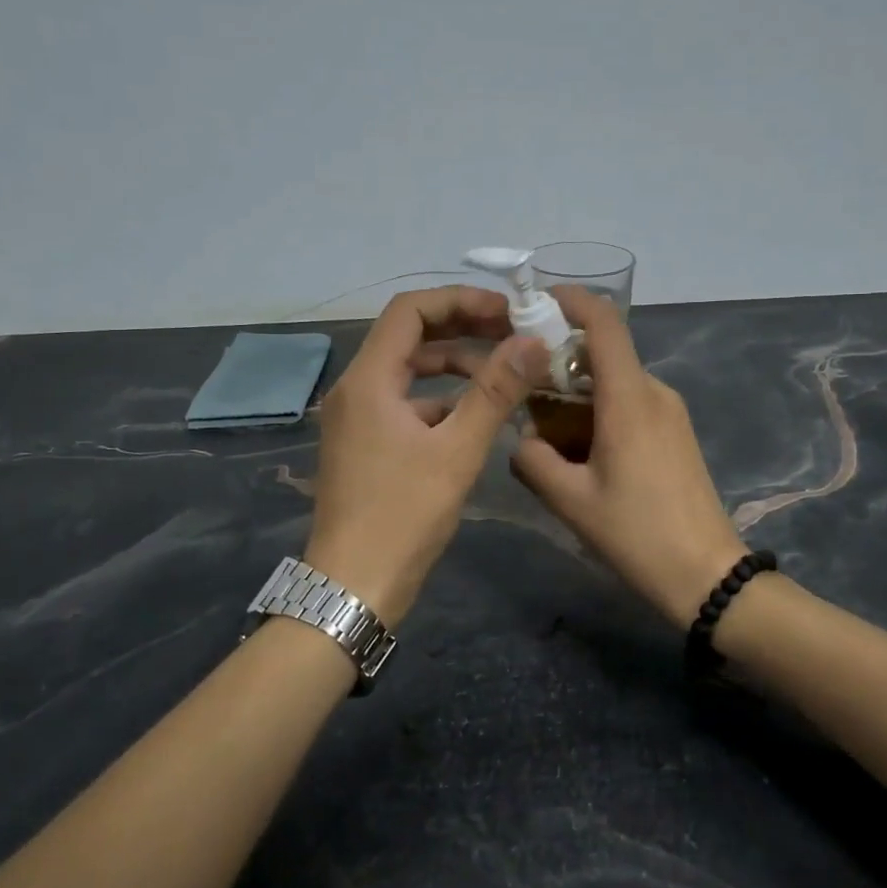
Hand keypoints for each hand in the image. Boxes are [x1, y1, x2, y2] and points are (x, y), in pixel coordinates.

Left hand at [305, 287, 547, 627]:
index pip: (410, 310)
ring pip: (410, 371)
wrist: (353, 586)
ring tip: (505, 375)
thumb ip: (495, 391)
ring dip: (456, 366)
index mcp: (368, 379)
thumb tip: (533, 342)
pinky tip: (478, 416)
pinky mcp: (366, 443)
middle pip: (410, 336)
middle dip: (463, 329)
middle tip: (513, 335)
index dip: (460, 301)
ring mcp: (357, 417)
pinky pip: (406, 402)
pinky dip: (442, 399)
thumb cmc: (403, 515)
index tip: (506, 311)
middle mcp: (356, 388)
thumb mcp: (457, 450)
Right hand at [510, 288, 746, 628]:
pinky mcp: (676, 432)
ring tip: (545, 430)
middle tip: (520, 387)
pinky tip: (580, 451)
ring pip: (615, 381)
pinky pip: (630, 403)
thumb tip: (520, 441)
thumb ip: (533, 460)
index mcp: (629, 397)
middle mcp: (654, 392)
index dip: (571, 300)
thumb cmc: (637, 533)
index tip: (535, 302)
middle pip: (604, 353)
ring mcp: (670, 412)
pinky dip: (599, 410)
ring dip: (577, 392)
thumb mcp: (570, 500)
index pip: (604, 323)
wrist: (707, 574)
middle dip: (560, 360)